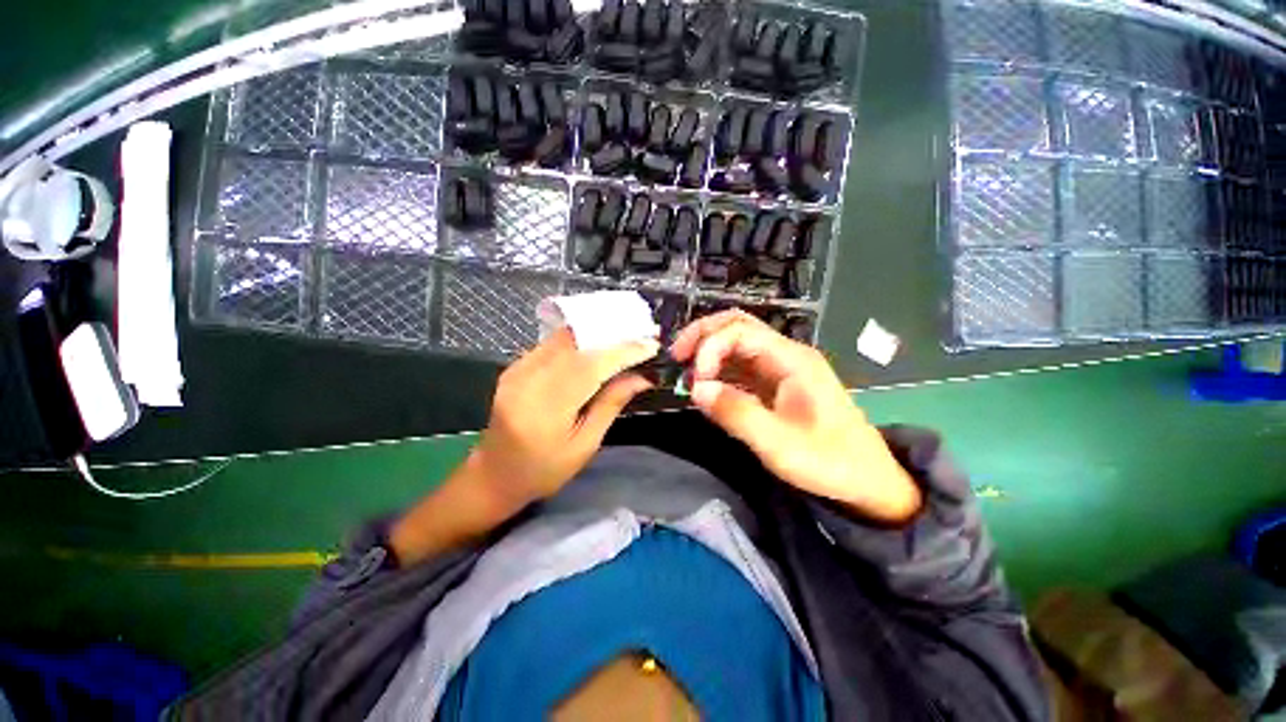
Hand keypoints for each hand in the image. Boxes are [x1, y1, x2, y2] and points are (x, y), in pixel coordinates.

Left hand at [473, 328, 658, 507]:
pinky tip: (599, 343)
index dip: (622, 352)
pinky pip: (553, 343)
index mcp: (545, 409)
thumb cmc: (543, 470)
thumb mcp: (584, 445)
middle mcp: (527, 380)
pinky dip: (580, 339)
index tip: (650, 345)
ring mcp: (517, 369)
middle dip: (613, 335)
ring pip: (564, 337)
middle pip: (576, 343)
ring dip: (597, 333)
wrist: (493, 475)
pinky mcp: (515, 366)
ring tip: (627, 334)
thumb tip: (642, 377)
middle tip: (643, 333)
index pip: (590, 366)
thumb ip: (611, 405)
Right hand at [671, 310, 920, 522]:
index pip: (741, 331)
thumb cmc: (829, 462)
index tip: (695, 380)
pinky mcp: (774, 383)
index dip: (710, 347)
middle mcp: (785, 354)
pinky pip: (740, 365)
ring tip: (685, 371)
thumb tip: (696, 389)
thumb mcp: (779, 445)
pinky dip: (717, 369)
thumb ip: (737, 414)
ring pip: (736, 342)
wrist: (867, 480)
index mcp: (792, 360)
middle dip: (703, 335)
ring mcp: (780, 367)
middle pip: (737, 325)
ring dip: (708, 350)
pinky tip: (704, 385)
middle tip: (677, 356)